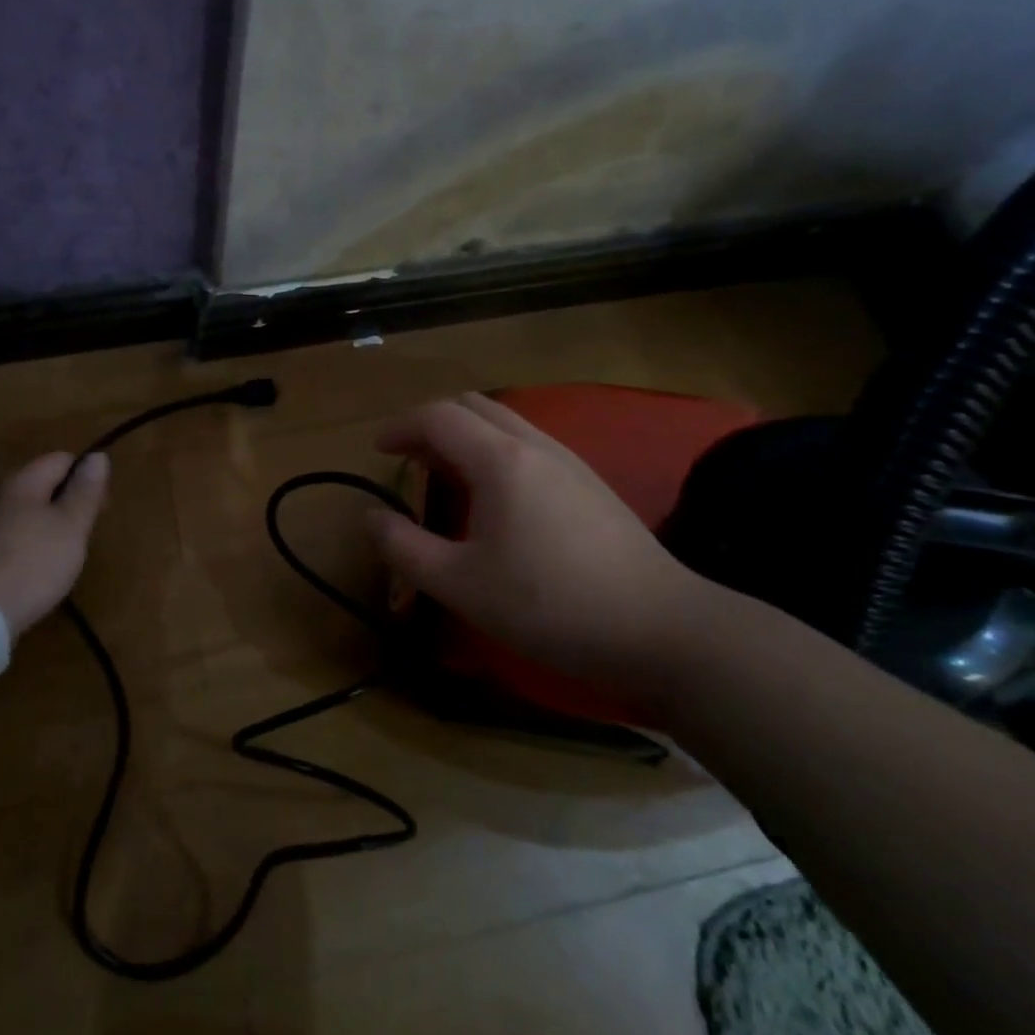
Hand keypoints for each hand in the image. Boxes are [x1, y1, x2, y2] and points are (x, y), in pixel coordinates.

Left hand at [0, 451, 109, 636]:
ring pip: (35, 514)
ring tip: (71, 554)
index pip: (62, 459)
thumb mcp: (71, 524)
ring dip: (57, 527)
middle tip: (88, 532)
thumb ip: (86, 491)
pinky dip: (40, 547)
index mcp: (25, 482)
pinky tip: (46, 570)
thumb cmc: (34, 562)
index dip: (87, 475)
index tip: (102, 506)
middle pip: (47, 485)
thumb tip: (97, 456)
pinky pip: (22, 538)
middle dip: (72, 503)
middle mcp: (4, 497)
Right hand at [366, 394, 715, 711]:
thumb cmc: (549, 604)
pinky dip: (494, 451)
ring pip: (505, 422)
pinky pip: (528, 444)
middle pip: (473, 405)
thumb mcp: (460, 584)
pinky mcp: (590, 483)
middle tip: (410, 460)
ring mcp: (569, 460)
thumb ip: (405, 548)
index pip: (438, 416)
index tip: (378, 451)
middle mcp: (535, 445)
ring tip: (445, 477)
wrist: (661, 629)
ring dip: (465, 436)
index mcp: (500, 459)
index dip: (400, 427)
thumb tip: (373, 517)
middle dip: (432, 423)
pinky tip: (495, 499)